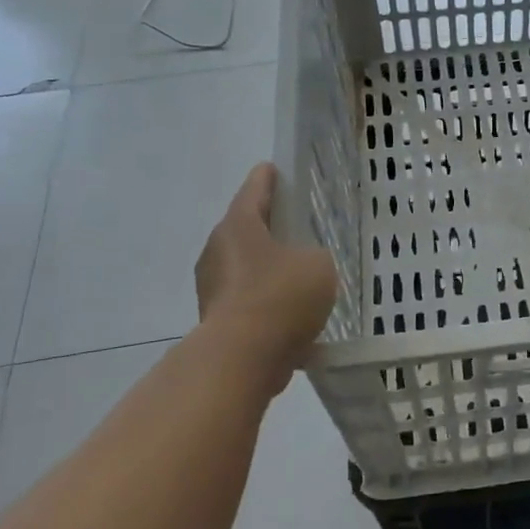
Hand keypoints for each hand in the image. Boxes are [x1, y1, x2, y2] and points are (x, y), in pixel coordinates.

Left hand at [195, 164, 337, 370]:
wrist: (241, 359)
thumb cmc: (281, 297)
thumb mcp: (318, 265)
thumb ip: (314, 256)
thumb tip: (303, 267)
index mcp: (239, 225)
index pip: (255, 189)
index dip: (268, 178)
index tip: (273, 169)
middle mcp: (217, 249)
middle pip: (245, 228)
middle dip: (268, 227)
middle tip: (294, 227)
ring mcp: (211, 286)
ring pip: (244, 266)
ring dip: (266, 268)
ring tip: (297, 276)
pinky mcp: (215, 319)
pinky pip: (245, 299)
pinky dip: (264, 301)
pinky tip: (289, 315)